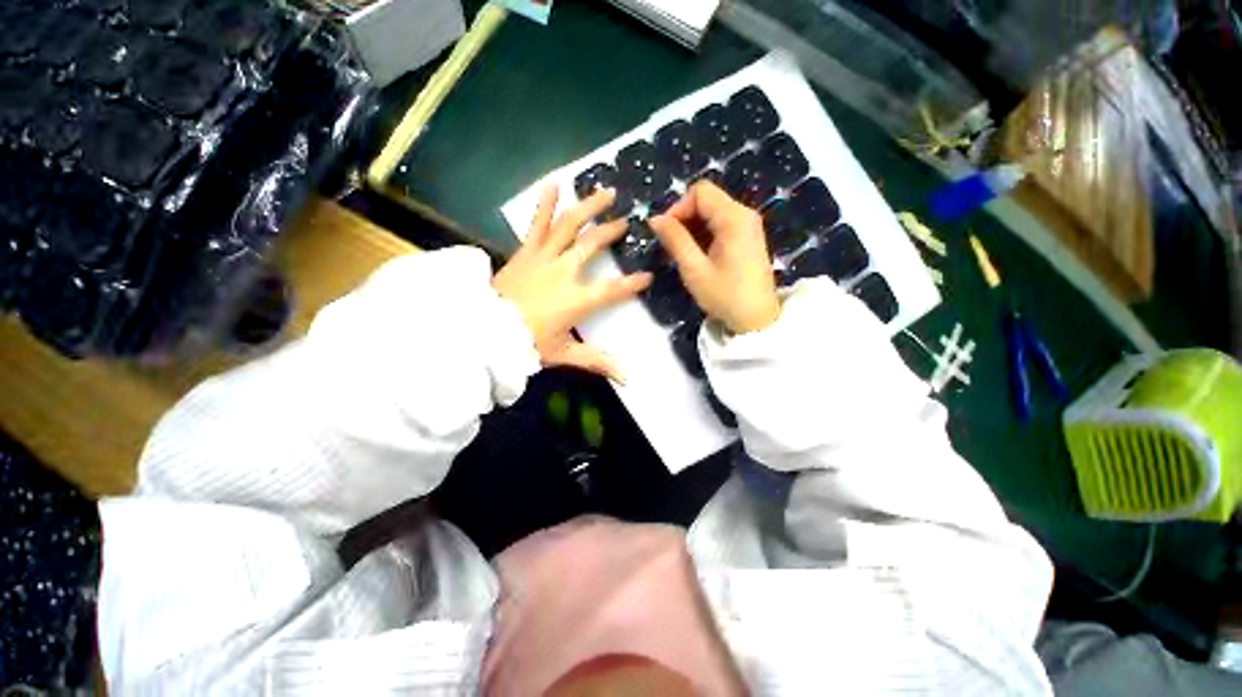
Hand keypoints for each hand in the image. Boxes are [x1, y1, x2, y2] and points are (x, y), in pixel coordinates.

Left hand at [494, 185, 652, 381]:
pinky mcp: (525, 252)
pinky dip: (545, 204)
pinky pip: (537, 225)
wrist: (483, 331)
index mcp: (576, 299)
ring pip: (569, 226)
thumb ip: (596, 361)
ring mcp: (543, 258)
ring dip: (588, 207)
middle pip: (592, 245)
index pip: (612, 289)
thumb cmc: (525, 344)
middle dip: (611, 232)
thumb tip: (626, 379)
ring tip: (604, 191)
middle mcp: (563, 272)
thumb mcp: (563, 354)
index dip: (632, 283)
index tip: (648, 276)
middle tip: (625, 222)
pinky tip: (554, 184)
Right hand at [649, 182, 780, 333]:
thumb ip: (675, 240)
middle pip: (707, 200)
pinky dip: (704, 235)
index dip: (678, 207)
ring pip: (712, 213)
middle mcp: (744, 214)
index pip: (700, 192)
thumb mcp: (694, 269)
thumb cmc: (725, 296)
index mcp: (734, 218)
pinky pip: (721, 225)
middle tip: (670, 245)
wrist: (756, 320)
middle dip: (684, 218)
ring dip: (692, 228)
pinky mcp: (747, 238)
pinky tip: (697, 256)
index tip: (666, 233)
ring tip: (681, 253)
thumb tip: (655, 219)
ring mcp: (748, 226)